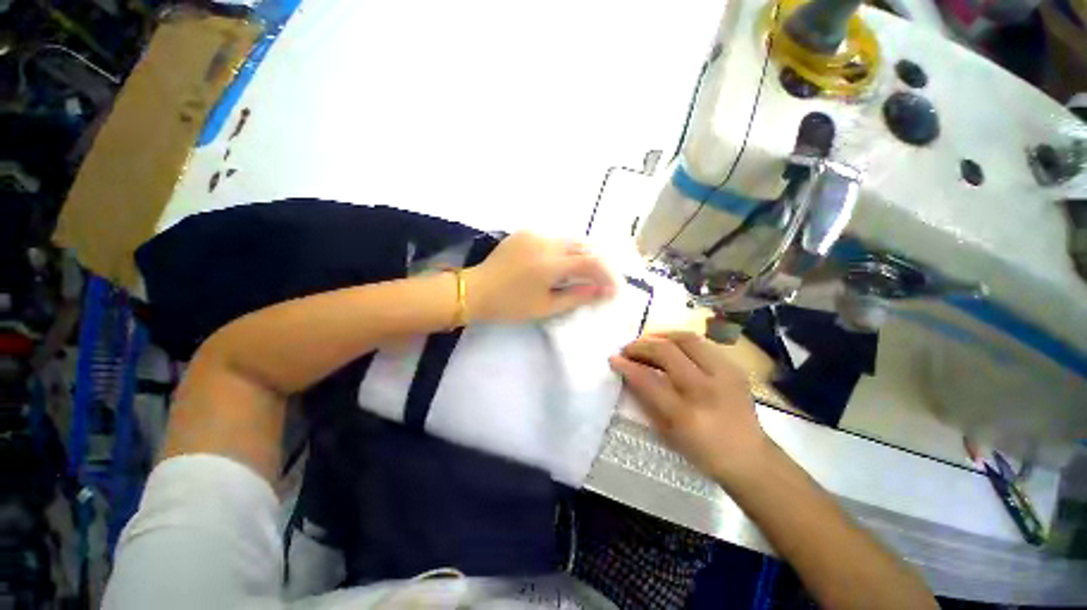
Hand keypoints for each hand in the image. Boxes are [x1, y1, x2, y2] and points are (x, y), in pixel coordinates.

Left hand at [465, 232, 615, 322]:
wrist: (476, 290)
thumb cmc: (510, 305)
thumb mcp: (545, 307)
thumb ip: (576, 296)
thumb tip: (601, 290)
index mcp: (550, 264)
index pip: (591, 263)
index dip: (607, 275)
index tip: (614, 289)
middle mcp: (546, 242)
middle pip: (584, 247)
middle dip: (599, 263)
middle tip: (605, 280)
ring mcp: (535, 234)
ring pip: (571, 240)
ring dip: (585, 254)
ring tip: (589, 271)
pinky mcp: (526, 232)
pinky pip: (555, 238)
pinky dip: (567, 249)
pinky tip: (567, 261)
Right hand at [609, 331, 770, 483]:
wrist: (751, 458)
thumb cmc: (703, 451)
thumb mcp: (668, 433)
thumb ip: (647, 400)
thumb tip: (629, 373)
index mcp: (687, 414)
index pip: (648, 380)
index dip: (627, 366)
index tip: (613, 358)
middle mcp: (706, 389)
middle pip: (667, 351)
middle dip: (641, 345)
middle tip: (628, 349)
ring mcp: (725, 375)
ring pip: (686, 338)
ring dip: (660, 336)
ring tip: (646, 342)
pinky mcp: (735, 368)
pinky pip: (701, 343)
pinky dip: (679, 340)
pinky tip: (670, 346)